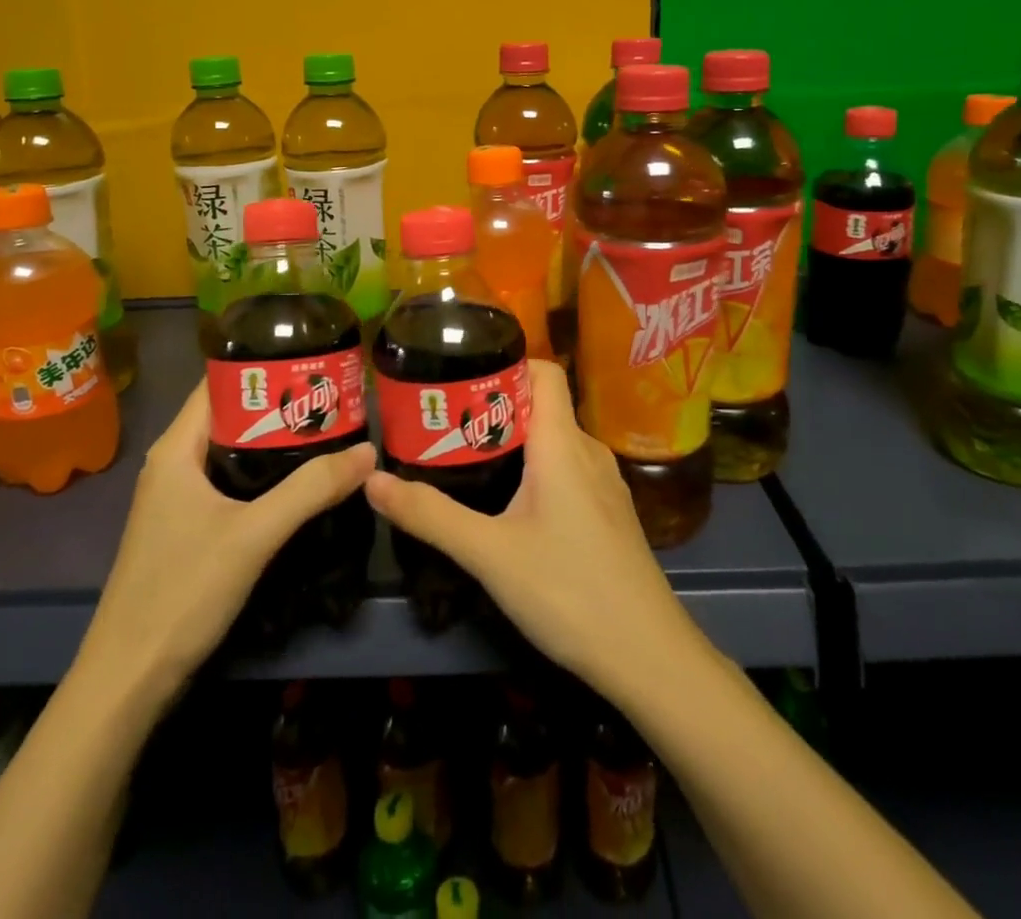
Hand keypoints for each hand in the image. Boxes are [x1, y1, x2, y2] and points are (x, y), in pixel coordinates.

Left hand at [75, 381, 376, 709]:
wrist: (128, 681)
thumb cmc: (182, 592)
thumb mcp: (253, 535)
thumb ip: (311, 490)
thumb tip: (368, 452)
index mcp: (176, 449)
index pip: (220, 383)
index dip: (264, 367)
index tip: (313, 362)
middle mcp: (174, 464)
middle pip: (232, 416)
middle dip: (281, 404)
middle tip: (334, 397)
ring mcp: (179, 498)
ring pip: (234, 452)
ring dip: (276, 441)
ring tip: (328, 430)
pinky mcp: (188, 528)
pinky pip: (232, 482)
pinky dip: (265, 474)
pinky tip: (300, 481)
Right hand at [364, 361, 702, 699]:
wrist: (648, 656)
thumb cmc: (568, 591)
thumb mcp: (489, 554)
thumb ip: (430, 516)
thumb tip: (372, 480)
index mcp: (563, 442)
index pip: (543, 371)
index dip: (505, 364)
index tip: (460, 380)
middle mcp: (588, 450)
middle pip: (542, 405)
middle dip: (494, 408)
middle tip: (446, 425)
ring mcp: (605, 483)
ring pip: (554, 441)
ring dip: (514, 441)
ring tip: (468, 461)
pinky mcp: (609, 512)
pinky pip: (568, 469)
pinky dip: (536, 469)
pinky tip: (510, 504)